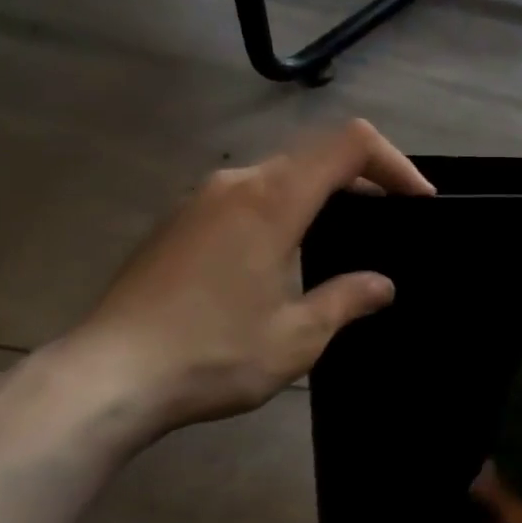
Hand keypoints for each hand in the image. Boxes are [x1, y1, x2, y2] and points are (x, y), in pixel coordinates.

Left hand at [54, 120, 433, 438]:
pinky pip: (248, 193)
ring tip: (345, 235)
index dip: (395, 163)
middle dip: (364, 177)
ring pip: (280, 171)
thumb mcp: (296, 336)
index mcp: (273, 199)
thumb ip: (346, 299)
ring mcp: (202, 198)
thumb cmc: (211, 354)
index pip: (350, 144)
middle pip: (316, 152)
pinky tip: (285, 253)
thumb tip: (382, 285)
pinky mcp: (179, 220)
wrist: (103, 378)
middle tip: (392, 218)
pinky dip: (285, 206)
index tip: (418, 202)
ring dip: (322, 191)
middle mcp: (238, 182)